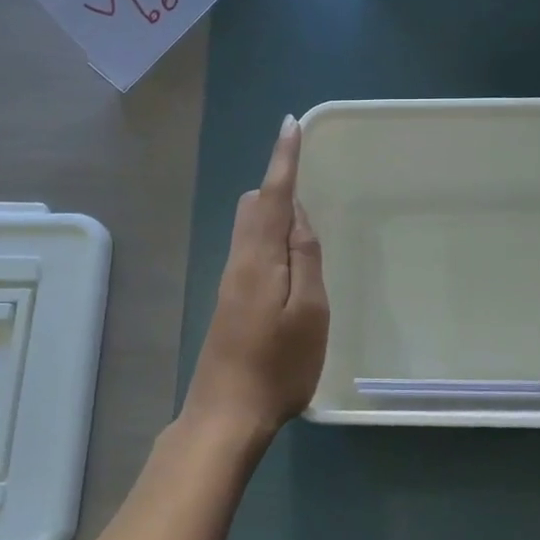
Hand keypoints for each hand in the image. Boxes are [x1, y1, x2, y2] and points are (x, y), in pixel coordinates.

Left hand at [181, 116, 328, 449]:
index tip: (291, 125)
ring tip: (308, 224)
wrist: (226, 415)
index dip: (283, 159)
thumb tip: (297, 215)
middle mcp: (238, 261)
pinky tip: (290, 262)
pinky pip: (250, 249)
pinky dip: (271, 238)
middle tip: (313, 186)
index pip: (273, 195)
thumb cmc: (278, 366)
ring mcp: (231, 282)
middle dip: (279, 185)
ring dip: (276, 212)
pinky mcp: (231, 300)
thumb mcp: (309, 312)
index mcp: (258, 258)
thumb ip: (305, 258)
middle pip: (254, 206)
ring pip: (249, 228)